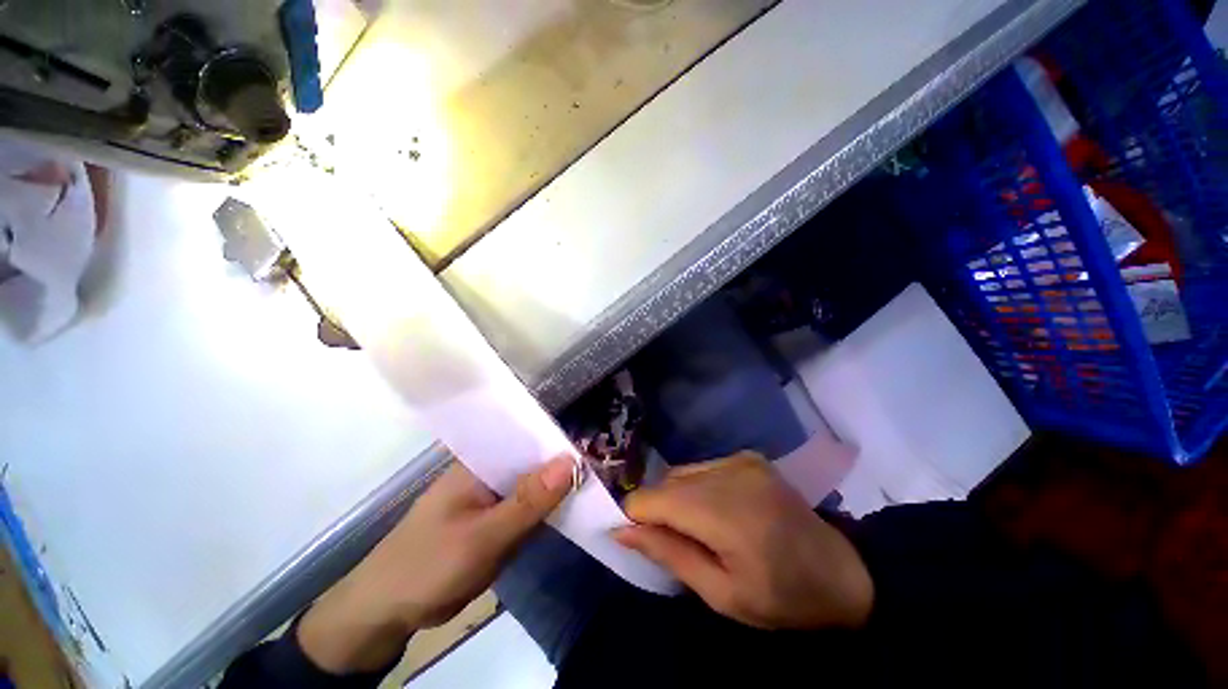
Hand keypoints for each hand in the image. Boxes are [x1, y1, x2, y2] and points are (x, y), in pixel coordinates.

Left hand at [299, 455, 574, 672]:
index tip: (595, 447)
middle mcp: (488, 471)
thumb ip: (528, 500)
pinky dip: (546, 509)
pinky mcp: (495, 518)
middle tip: (602, 470)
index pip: (526, 437)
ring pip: (533, 484)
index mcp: (480, 461)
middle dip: (563, 466)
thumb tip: (572, 461)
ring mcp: (491, 495)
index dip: (559, 440)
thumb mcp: (483, 535)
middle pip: (534, 460)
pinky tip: (570, 510)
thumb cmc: (428, 565)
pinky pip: (527, 507)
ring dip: (558, 488)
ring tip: (595, 487)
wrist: (389, 611)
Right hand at [614, 452, 872, 629]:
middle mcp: (729, 472)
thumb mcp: (722, 594)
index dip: (636, 516)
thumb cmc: (783, 597)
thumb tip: (622, 529)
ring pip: (681, 472)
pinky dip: (697, 487)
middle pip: (665, 481)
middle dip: (657, 510)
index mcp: (724, 511)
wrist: (844, 572)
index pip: (653, 498)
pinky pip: (702, 467)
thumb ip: (669, 554)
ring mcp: (740, 459)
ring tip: (698, 528)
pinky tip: (716, 510)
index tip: (638, 539)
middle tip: (674, 541)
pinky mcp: (748, 456)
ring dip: (677, 498)